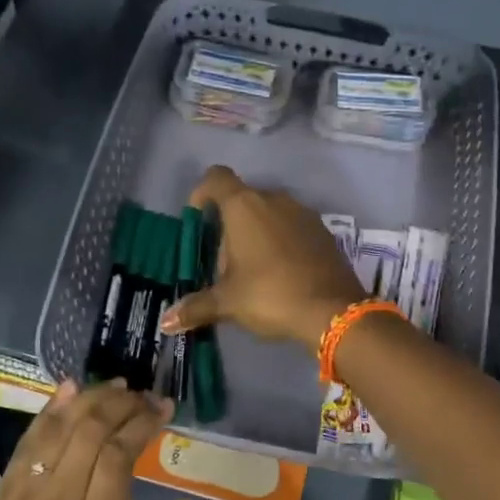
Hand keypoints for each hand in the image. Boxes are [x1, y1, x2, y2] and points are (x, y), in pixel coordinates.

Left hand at [0, 381, 188, 499]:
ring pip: (62, 426)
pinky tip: (72, 388)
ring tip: (118, 387)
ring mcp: (30, 488)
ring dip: (92, 398)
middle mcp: (62, 498)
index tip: (163, 408)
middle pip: (92, 430)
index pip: (119, 454)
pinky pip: (30, 436)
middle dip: (123, 403)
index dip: (143, 423)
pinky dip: (52, 408)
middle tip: (144, 396)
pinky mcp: (7, 485)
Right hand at [160, 165, 365, 352]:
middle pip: (242, 199)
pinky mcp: (323, 231)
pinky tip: (281, 273)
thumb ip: (196, 307)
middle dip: (229, 225)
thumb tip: (166, 322)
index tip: (198, 220)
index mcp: (244, 206)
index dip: (202, 193)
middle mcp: (274, 199)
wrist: (333, 311)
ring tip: (253, 271)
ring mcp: (303, 213)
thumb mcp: (228, 302)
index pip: (216, 178)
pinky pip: (292, 226)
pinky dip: (282, 241)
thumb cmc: (270, 295)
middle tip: (224, 264)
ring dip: (257, 233)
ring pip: (269, 212)